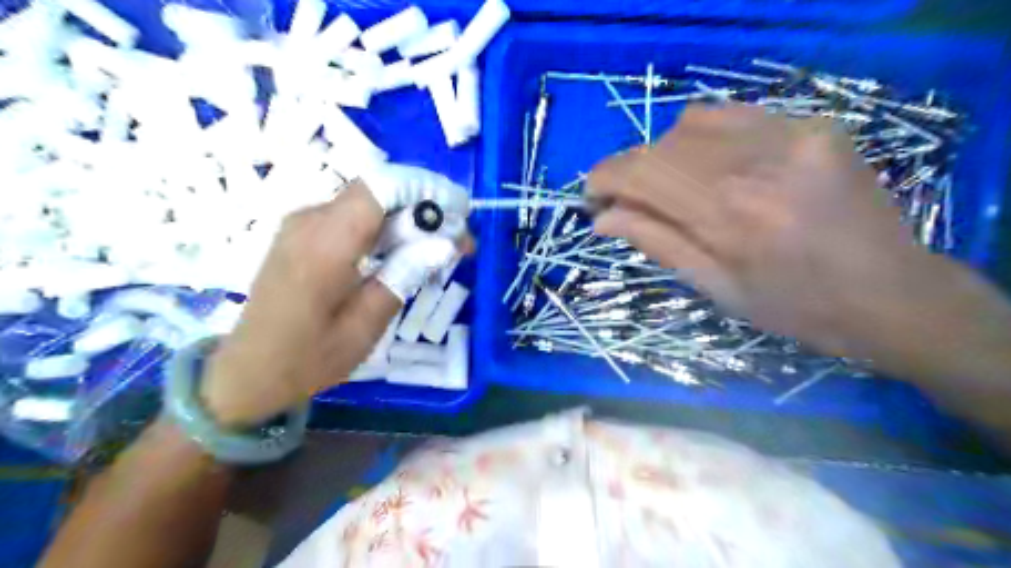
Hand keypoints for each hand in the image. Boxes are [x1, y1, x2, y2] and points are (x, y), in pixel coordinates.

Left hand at [201, 177, 469, 425]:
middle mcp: (310, 220)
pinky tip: (404, 251)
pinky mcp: (303, 232)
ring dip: (409, 216)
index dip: (428, 191)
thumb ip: (404, 276)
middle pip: (379, 189)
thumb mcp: (364, 326)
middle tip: (459, 239)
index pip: (383, 188)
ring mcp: (302, 223)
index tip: (462, 214)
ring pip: (369, 200)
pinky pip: (353, 215)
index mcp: (325, 244)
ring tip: (440, 247)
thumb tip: (445, 242)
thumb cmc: (307, 359)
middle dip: (425, 205)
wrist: (247, 371)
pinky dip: (386, 225)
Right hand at [584, 106, 958, 358]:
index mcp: (728, 215)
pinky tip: (709, 165)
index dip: (603, 178)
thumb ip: (657, 243)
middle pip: (660, 145)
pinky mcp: (812, 125)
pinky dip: (703, 136)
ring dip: (664, 154)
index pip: (641, 173)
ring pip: (690, 123)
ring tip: (672, 186)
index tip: (591, 197)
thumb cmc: (795, 309)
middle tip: (625, 200)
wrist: (892, 295)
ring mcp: (790, 135)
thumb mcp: (716, 288)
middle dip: (629, 170)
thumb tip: (602, 218)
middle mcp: (755, 163)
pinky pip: (733, 114)